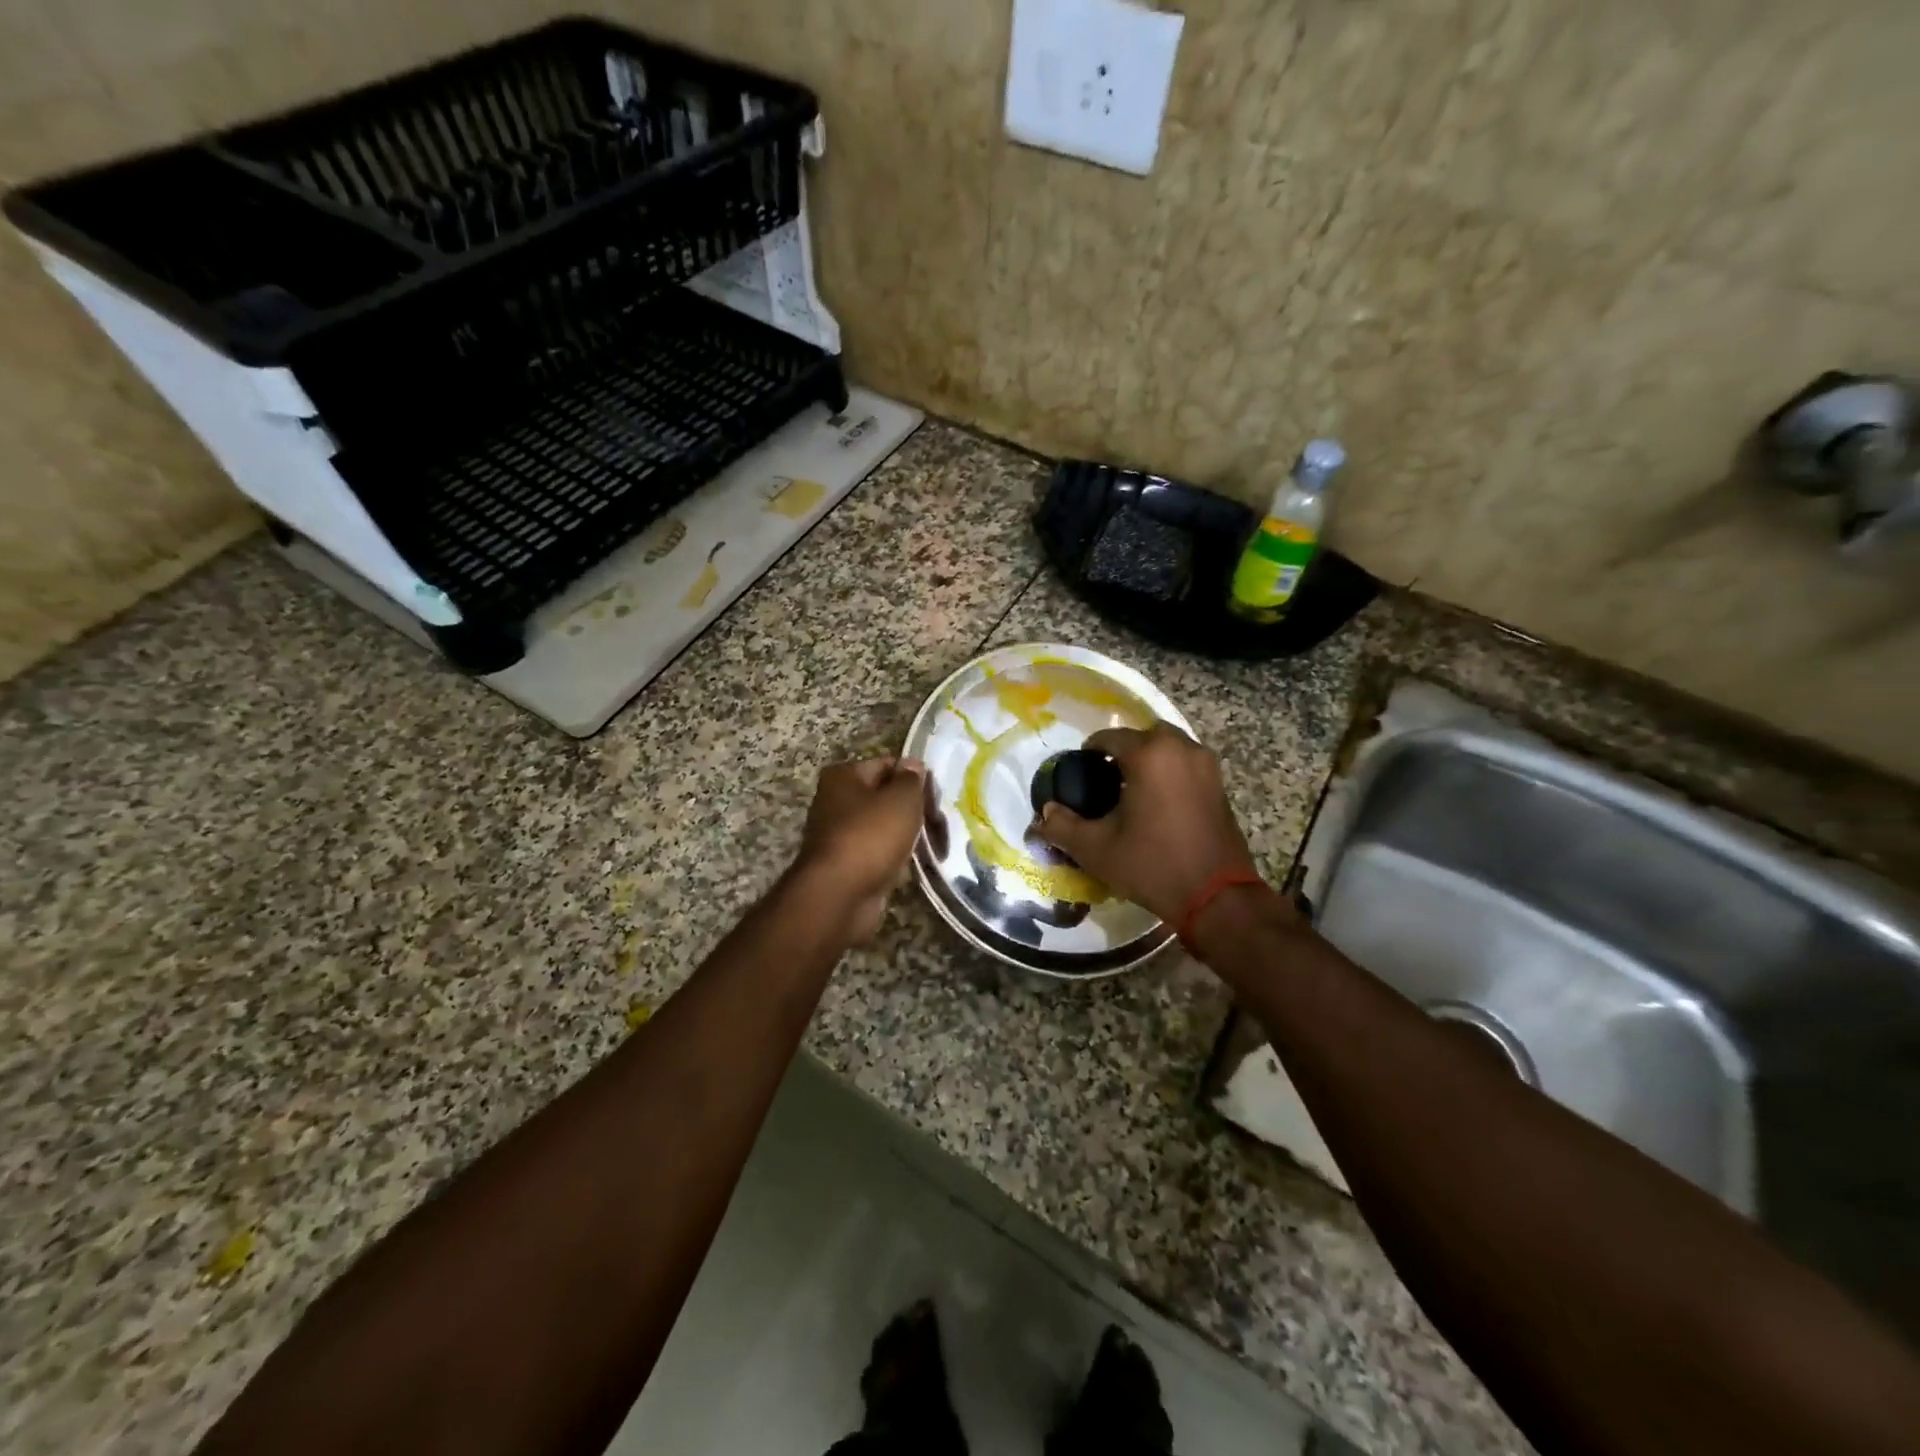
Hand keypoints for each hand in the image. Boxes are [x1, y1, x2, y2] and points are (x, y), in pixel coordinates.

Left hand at [790, 756, 928, 941]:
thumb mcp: (901, 799)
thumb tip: (913, 766)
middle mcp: (836, 802)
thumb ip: (911, 779)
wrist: (839, 896)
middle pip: (885, 797)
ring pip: (884, 827)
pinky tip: (915, 866)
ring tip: (934, 844)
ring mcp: (840, 835)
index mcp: (843, 777)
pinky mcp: (847, 865)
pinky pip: (879, 853)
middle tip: (939, 823)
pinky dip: (896, 858)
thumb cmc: (871, 836)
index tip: (937, 796)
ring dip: (907, 836)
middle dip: (914, 809)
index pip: (888, 765)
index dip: (915, 777)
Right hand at [1035, 723, 1259, 923]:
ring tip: (1131, 790)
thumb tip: (1044, 813)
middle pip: (1144, 735)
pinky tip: (1157, 802)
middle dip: (1124, 749)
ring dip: (1150, 759)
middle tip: (1106, 777)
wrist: (1216, 897)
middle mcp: (1181, 749)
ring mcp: (1206, 765)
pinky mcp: (1220, 785)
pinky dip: (1170, 772)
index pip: (1110, 737)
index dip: (1090, 751)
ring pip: (1170, 747)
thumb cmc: (1152, 865)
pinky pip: (1187, 764)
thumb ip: (1062, 826)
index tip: (1079, 771)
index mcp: (1149, 755)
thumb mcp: (1096, 849)